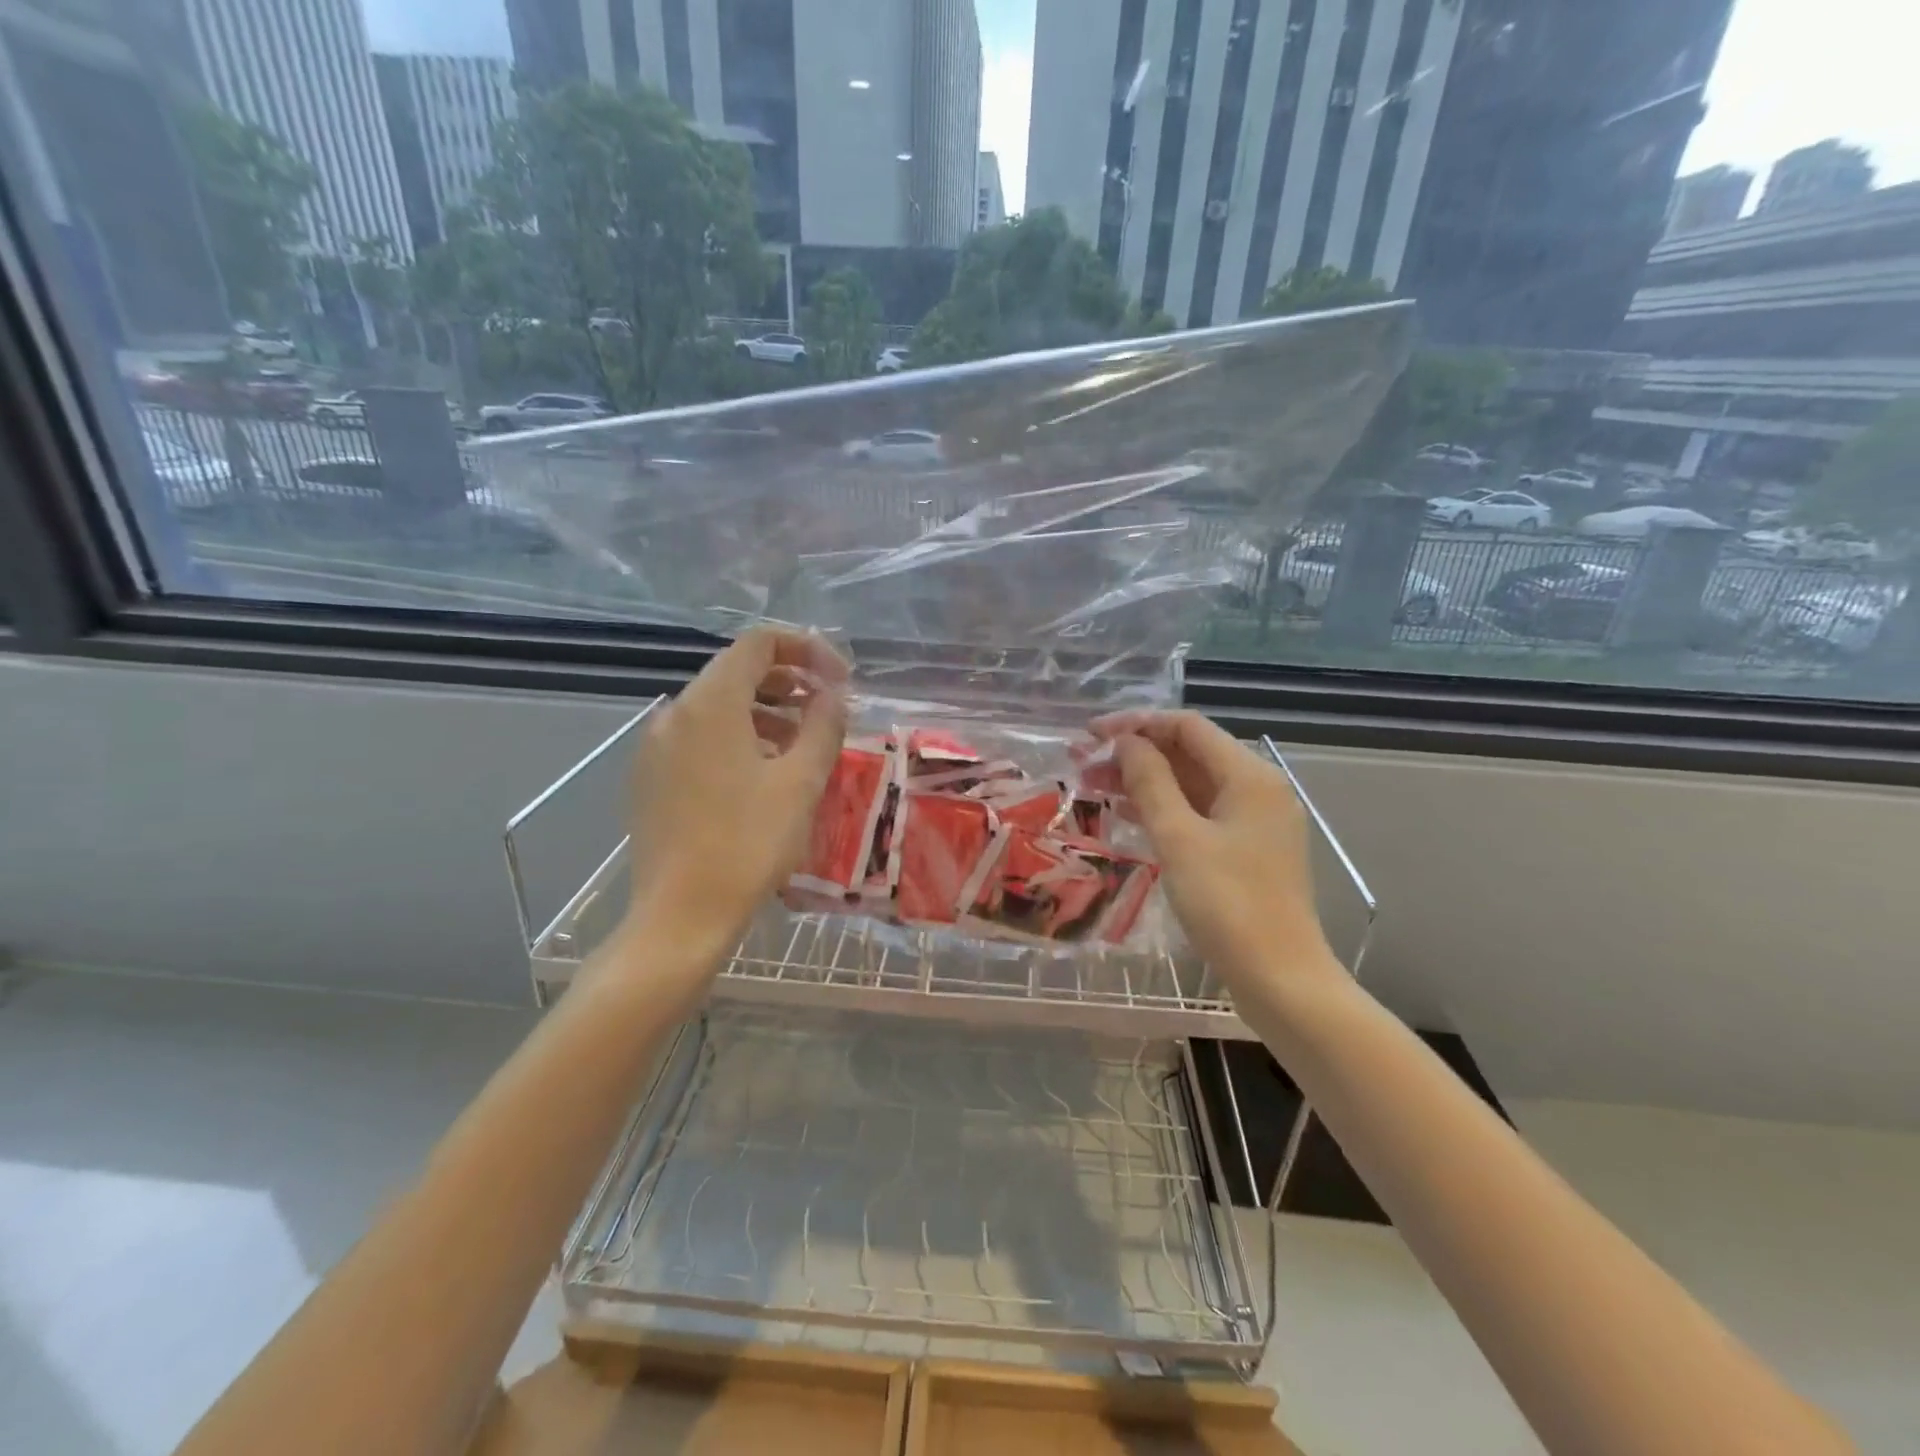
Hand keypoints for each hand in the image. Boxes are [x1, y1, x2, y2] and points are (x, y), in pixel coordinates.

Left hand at [618, 628, 848, 982]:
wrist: (681, 916)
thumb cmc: (749, 844)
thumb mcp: (801, 781)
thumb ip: (823, 724)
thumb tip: (832, 692)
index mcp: (710, 704)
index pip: (758, 643)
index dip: (806, 649)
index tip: (839, 679)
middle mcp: (675, 714)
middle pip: (736, 671)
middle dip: (788, 680)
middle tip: (827, 708)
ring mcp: (657, 747)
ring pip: (718, 707)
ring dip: (766, 711)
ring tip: (802, 744)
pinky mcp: (651, 778)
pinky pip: (700, 737)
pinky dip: (738, 737)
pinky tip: (763, 774)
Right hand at [1092, 711, 1339, 996]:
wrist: (1280, 978)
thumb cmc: (1227, 904)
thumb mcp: (1179, 838)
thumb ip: (1150, 782)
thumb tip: (1126, 742)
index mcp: (1249, 776)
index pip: (1187, 727)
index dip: (1137, 724)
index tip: (1092, 734)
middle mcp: (1258, 788)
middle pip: (1191, 753)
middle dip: (1137, 752)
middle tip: (1086, 764)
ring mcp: (1256, 820)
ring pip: (1194, 784)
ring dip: (1147, 780)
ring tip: (1096, 787)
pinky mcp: (1248, 849)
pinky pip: (1201, 812)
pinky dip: (1166, 807)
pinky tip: (1130, 814)